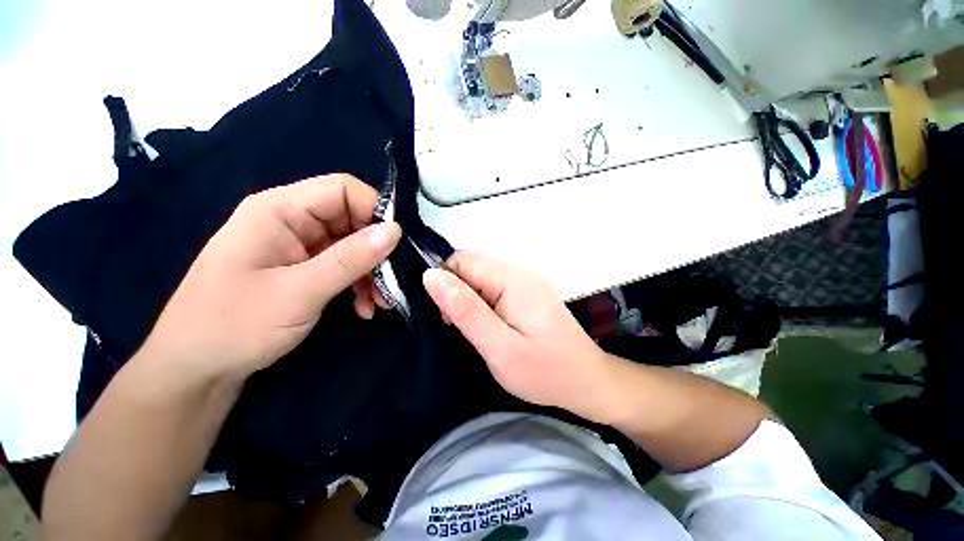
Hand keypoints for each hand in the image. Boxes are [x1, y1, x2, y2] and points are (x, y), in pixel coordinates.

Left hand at [141, 174, 401, 380]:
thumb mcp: (298, 291)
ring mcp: (301, 247)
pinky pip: (345, 266)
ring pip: (354, 246)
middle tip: (394, 280)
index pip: (342, 190)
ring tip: (381, 302)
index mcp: (280, 210)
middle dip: (378, 250)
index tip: (400, 242)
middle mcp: (293, 221)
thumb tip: (395, 231)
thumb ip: (350, 258)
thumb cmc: (234, 325)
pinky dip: (360, 285)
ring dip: (373, 272)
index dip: (376, 209)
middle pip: (353, 219)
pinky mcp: (306, 268)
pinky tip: (365, 307)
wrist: (197, 369)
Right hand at [422, 252, 615, 420]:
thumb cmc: (544, 371)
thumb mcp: (499, 346)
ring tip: (478, 333)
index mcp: (512, 279)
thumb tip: (431, 276)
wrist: (587, 382)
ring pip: (480, 279)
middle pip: (471, 267)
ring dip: (469, 302)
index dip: (446, 284)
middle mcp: (519, 272)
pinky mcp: (527, 294)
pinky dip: (483, 305)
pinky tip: (490, 328)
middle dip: (457, 294)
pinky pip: (493, 289)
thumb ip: (465, 310)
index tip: (447, 317)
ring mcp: (525, 282)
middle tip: (463, 329)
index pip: (462, 261)